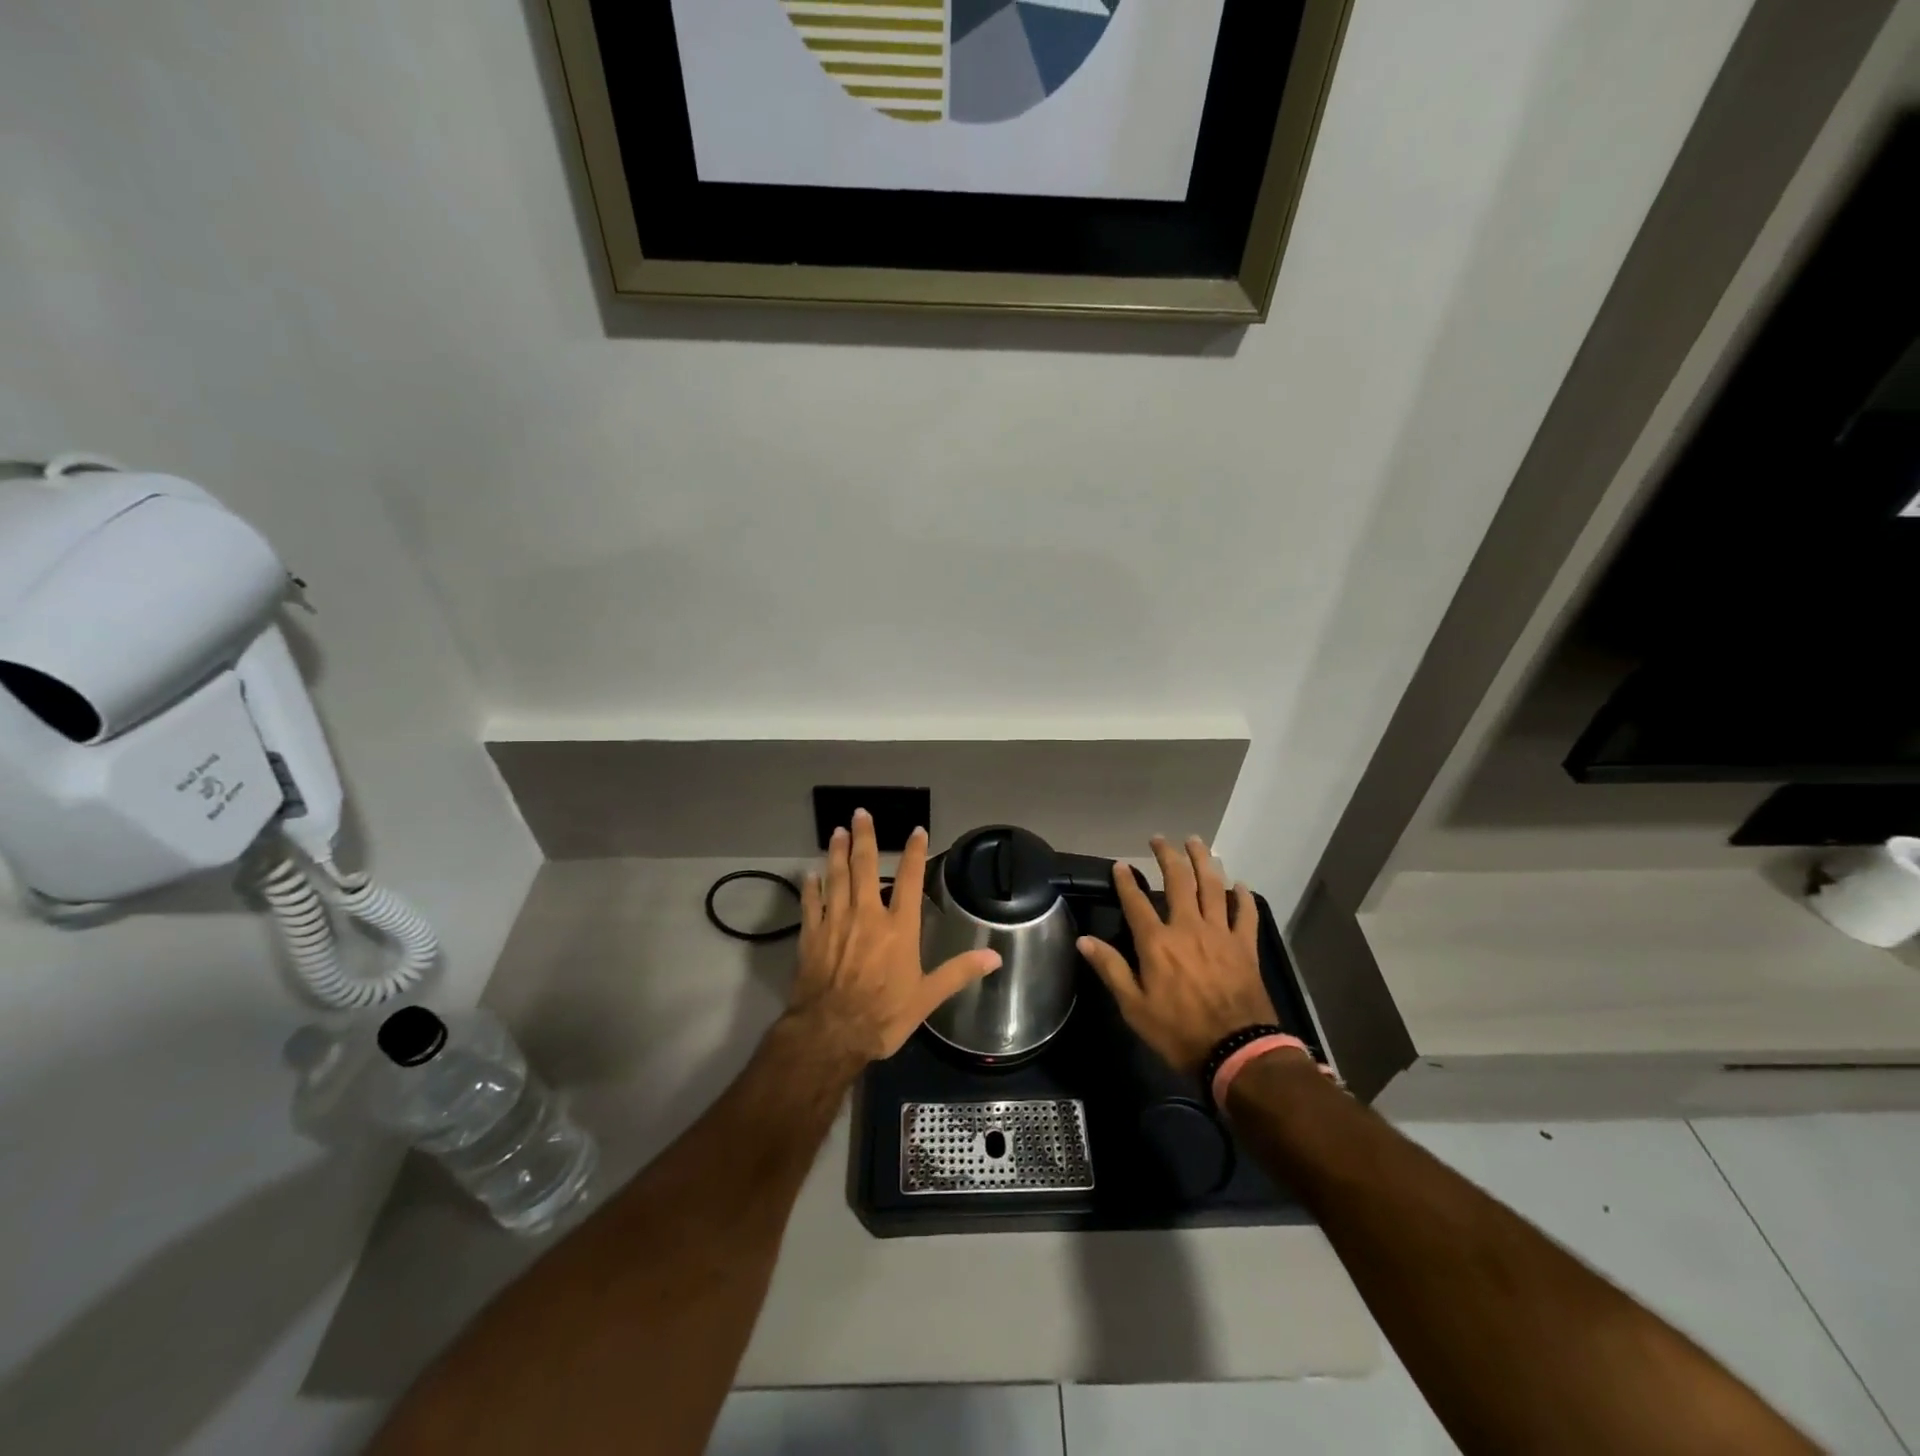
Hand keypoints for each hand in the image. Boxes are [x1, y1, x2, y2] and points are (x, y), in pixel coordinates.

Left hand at [789, 809, 1001, 1063]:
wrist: (830, 1033)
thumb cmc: (884, 1015)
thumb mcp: (928, 997)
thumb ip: (959, 972)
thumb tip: (995, 956)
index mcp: (898, 927)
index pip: (909, 879)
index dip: (914, 853)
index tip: (916, 831)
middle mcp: (867, 915)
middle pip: (865, 867)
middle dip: (864, 838)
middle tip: (860, 813)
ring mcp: (836, 922)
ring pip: (836, 877)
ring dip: (837, 853)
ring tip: (837, 832)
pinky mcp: (811, 936)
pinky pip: (811, 904)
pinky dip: (810, 887)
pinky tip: (809, 874)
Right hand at [1078, 835, 1285, 1076]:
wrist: (1236, 1051)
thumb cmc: (1178, 1032)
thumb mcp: (1134, 1007)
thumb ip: (1111, 969)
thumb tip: (1084, 940)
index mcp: (1157, 942)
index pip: (1136, 902)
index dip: (1126, 881)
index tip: (1120, 864)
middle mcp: (1188, 928)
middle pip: (1178, 881)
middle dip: (1167, 856)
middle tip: (1160, 839)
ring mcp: (1220, 934)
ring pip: (1212, 886)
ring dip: (1203, 861)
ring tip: (1196, 842)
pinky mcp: (1245, 946)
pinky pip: (1246, 914)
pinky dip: (1243, 897)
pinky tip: (1240, 884)